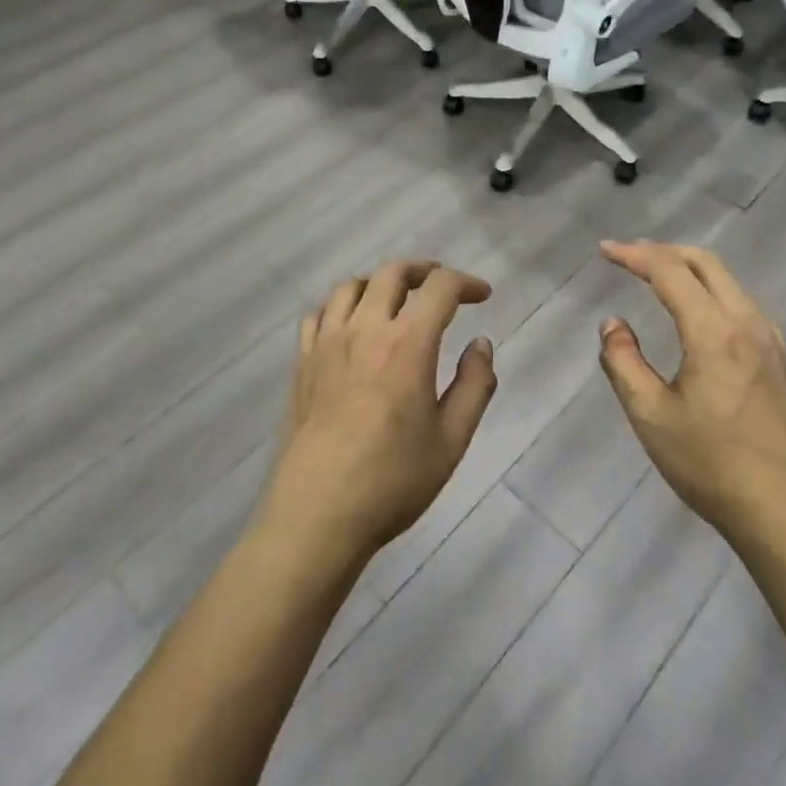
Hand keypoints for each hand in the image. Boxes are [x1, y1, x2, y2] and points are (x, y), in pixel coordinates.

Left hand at [256, 261, 498, 569]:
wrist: (318, 514)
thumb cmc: (393, 480)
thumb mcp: (452, 440)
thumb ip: (474, 385)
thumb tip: (481, 344)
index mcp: (408, 343)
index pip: (440, 288)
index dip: (466, 283)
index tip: (482, 296)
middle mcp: (365, 329)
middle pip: (392, 273)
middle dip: (424, 271)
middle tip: (442, 288)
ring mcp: (327, 343)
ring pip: (352, 286)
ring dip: (381, 283)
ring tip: (397, 301)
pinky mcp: (303, 362)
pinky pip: (320, 313)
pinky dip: (342, 306)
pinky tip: (351, 326)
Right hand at [597, 240, 785, 554]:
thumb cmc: (712, 465)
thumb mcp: (651, 416)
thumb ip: (624, 362)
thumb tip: (613, 325)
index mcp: (714, 331)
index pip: (669, 272)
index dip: (634, 255)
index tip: (604, 251)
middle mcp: (748, 323)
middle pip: (706, 263)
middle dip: (664, 251)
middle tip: (629, 255)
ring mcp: (772, 342)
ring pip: (729, 283)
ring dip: (690, 270)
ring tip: (659, 277)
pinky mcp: (783, 363)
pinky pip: (743, 306)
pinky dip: (712, 292)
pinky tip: (699, 316)